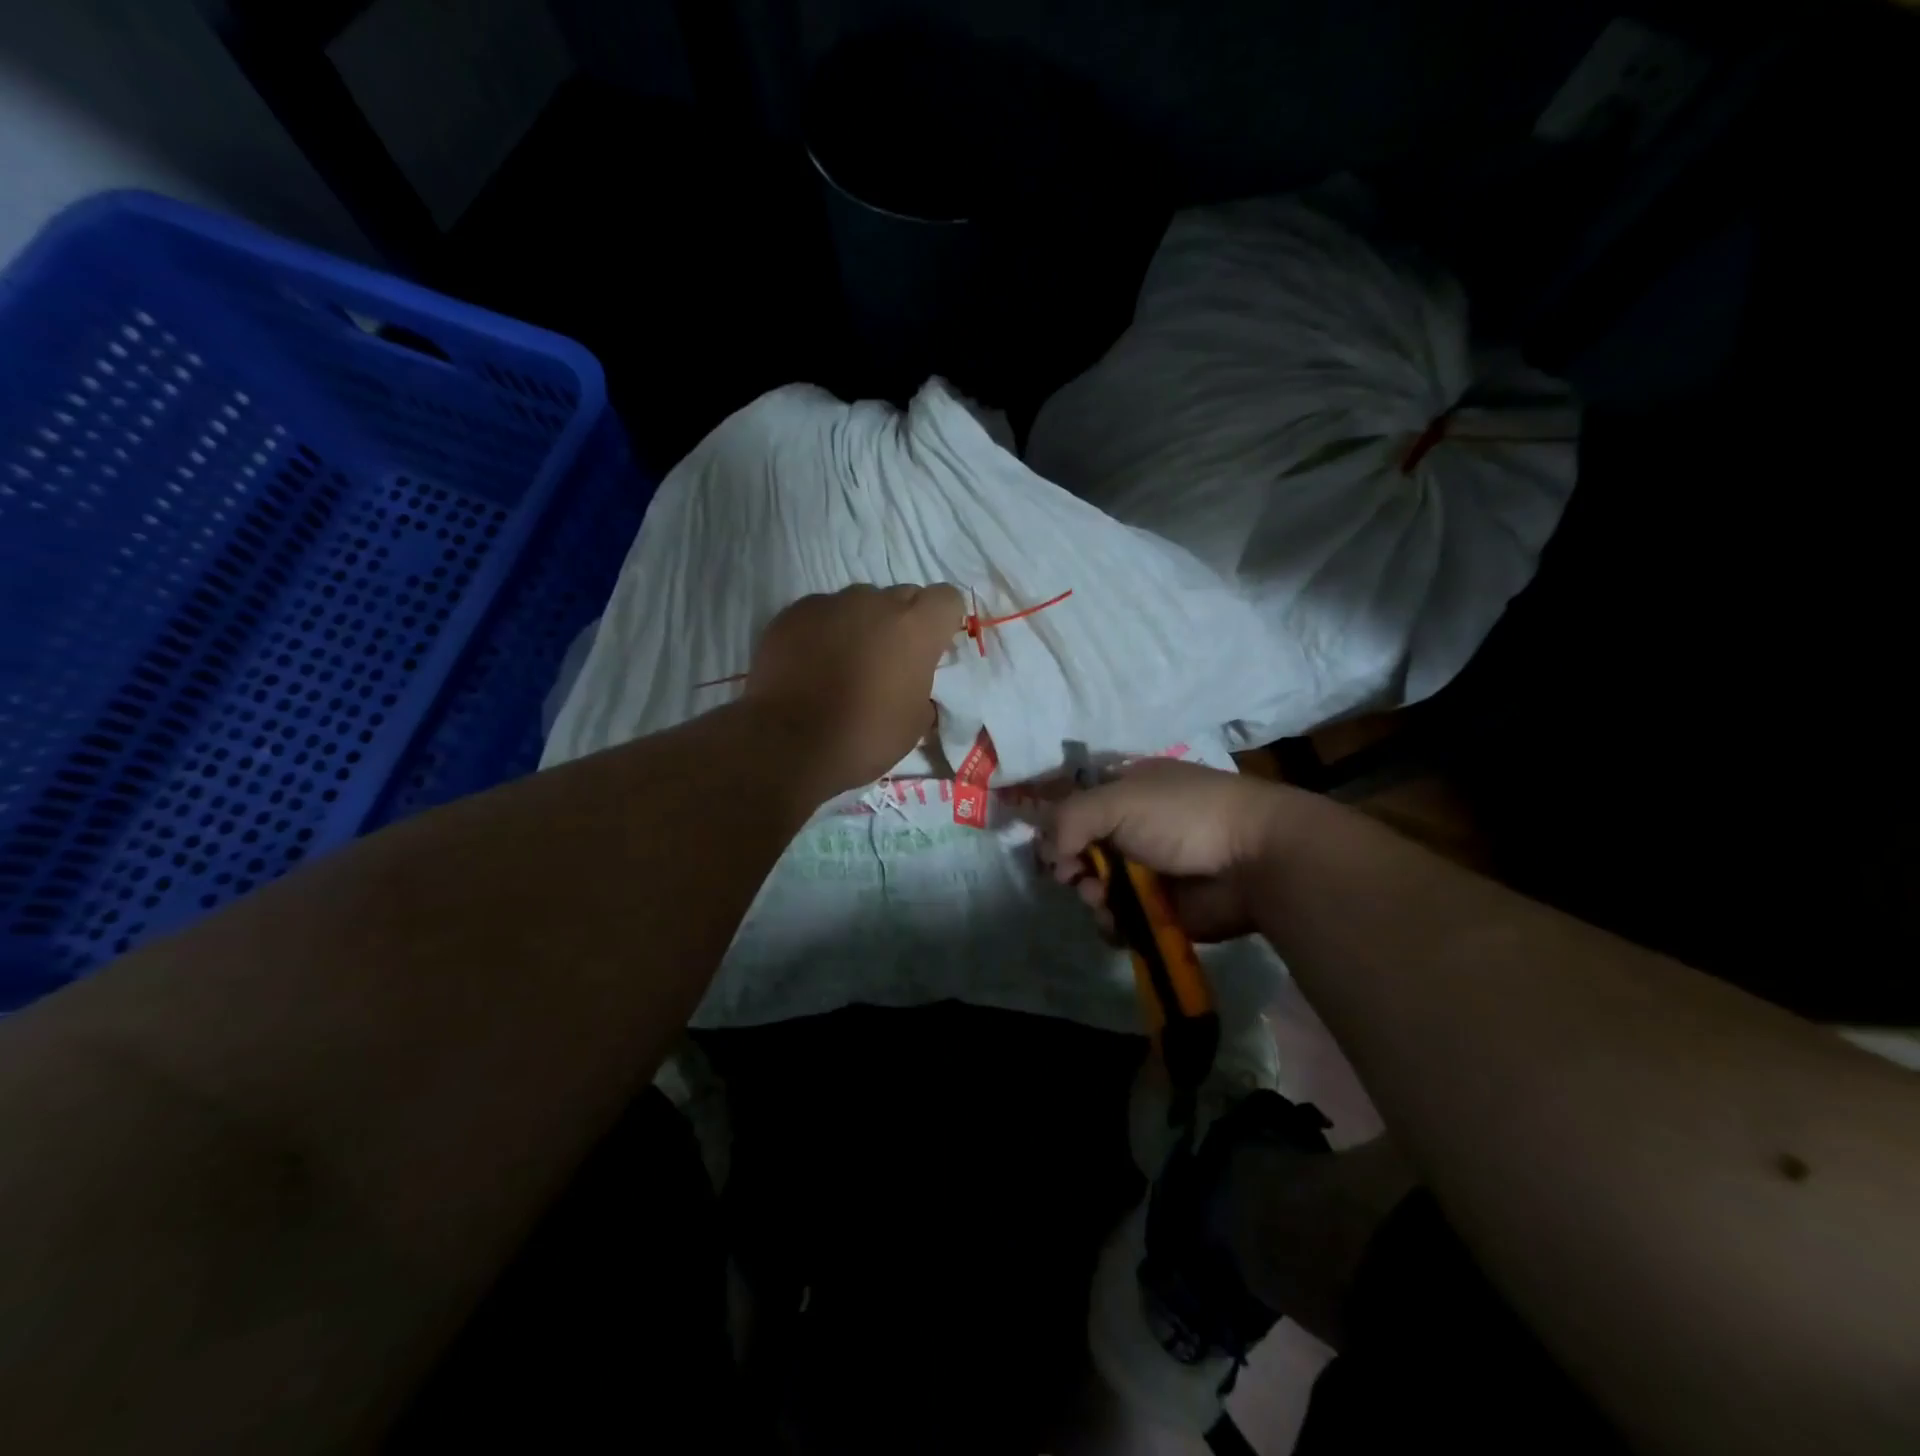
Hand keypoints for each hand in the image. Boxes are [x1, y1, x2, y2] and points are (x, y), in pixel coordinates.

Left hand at [746, 583, 964, 795]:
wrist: (788, 744)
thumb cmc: (864, 737)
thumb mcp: (914, 723)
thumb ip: (922, 687)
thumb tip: (913, 682)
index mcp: (915, 628)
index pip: (947, 598)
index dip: (942, 621)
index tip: (933, 647)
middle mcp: (876, 603)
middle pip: (902, 596)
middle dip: (901, 622)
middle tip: (888, 660)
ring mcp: (831, 603)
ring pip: (858, 603)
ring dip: (860, 625)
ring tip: (843, 662)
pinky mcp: (793, 612)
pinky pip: (820, 612)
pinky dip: (823, 631)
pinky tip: (811, 663)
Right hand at [1039, 758, 1309, 941]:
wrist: (1255, 859)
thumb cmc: (1184, 815)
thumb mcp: (1117, 801)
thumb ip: (1068, 818)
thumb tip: (1045, 851)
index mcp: (1125, 789)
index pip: (1073, 805)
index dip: (1055, 826)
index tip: (1049, 846)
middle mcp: (1131, 827)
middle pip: (1078, 850)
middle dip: (1070, 865)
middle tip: (1074, 875)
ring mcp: (1146, 870)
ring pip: (1094, 888)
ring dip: (1090, 895)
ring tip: (1102, 898)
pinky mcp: (1159, 909)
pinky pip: (1118, 920)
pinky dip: (1111, 923)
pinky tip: (1118, 922)